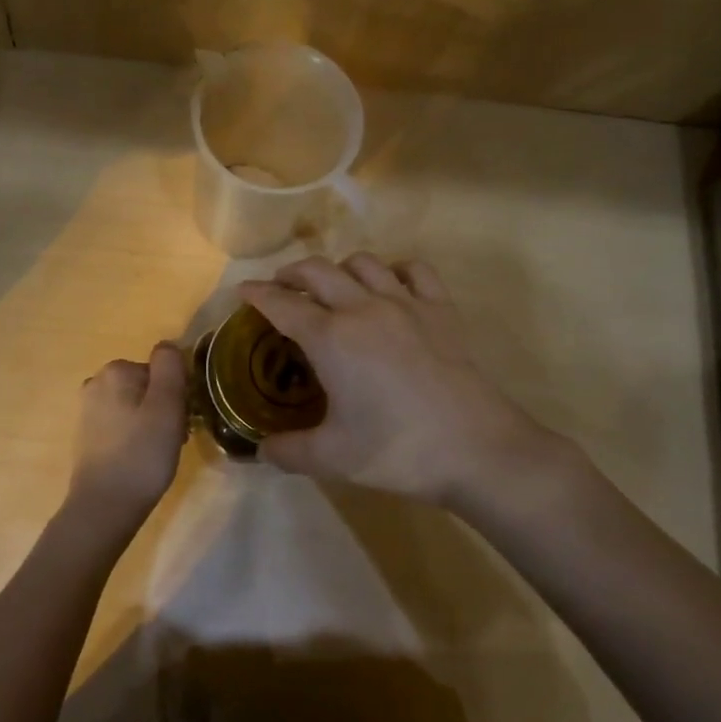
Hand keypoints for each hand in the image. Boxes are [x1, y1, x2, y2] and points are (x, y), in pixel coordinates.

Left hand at [64, 343, 188, 538]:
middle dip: (165, 408)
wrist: (104, 507)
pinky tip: (142, 460)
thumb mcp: (166, 406)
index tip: (182, 420)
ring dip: (153, 423)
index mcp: (116, 370)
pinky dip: (136, 436)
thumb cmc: (142, 454)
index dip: (177, 394)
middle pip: (148, 386)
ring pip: (136, 406)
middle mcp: (97, 382)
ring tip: (160, 453)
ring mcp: (88, 409)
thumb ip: (170, 368)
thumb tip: (167, 345)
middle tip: (174, 439)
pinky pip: (123, 424)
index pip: (162, 370)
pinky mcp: (87, 435)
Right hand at [239, 255, 574, 507]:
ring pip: (363, 263)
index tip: (243, 290)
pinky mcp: (441, 309)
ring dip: (339, 268)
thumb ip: (288, 451)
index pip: (282, 304)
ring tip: (333, 286)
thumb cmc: (398, 451)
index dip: (257, 294)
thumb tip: (260, 450)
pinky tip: (391, 285)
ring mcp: (406, 303)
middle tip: (281, 287)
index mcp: (331, 338)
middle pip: (317, 270)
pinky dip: (394, 270)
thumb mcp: (332, 459)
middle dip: (291, 273)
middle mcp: (363, 308)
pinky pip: (414, 270)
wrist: (477, 449)